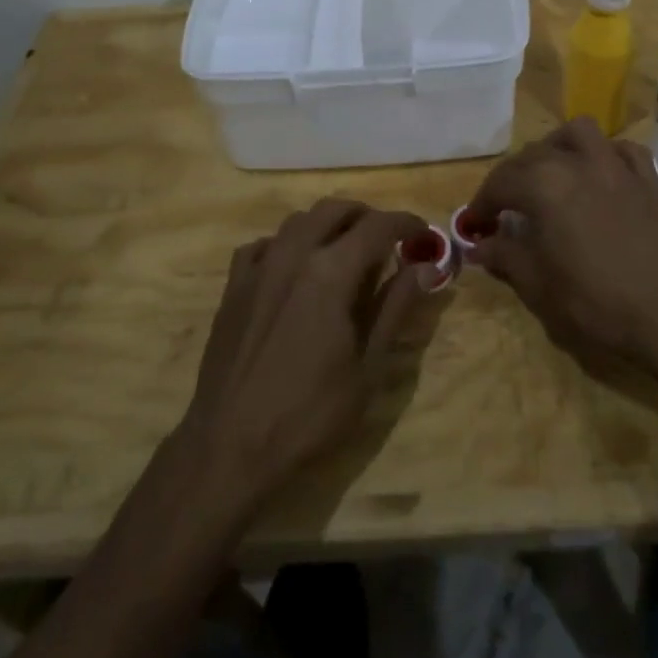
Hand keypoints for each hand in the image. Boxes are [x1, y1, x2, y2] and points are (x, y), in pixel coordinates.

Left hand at [177, 200, 434, 503]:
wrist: (230, 447)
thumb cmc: (310, 414)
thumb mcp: (368, 366)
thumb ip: (395, 307)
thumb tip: (426, 266)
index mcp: (331, 271)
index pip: (378, 226)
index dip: (406, 223)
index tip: (422, 233)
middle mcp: (293, 254)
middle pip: (335, 210)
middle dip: (366, 217)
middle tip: (386, 241)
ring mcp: (258, 267)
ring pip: (298, 221)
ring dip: (327, 225)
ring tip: (344, 252)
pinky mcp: (233, 287)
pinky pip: (263, 245)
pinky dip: (287, 245)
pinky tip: (294, 270)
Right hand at [469, 118, 657, 374]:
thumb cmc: (596, 301)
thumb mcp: (538, 285)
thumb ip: (504, 256)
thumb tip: (477, 246)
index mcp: (544, 186)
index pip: (500, 183)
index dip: (481, 204)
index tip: (474, 225)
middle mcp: (577, 163)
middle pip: (532, 155)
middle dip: (512, 178)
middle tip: (506, 208)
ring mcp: (616, 165)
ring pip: (578, 134)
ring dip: (556, 147)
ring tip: (550, 173)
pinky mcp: (647, 178)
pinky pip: (621, 149)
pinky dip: (604, 154)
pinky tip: (599, 175)